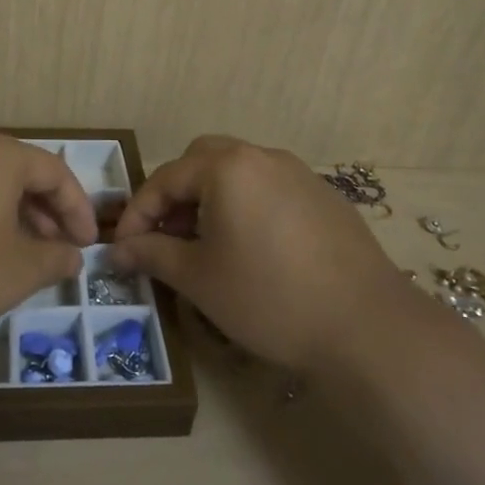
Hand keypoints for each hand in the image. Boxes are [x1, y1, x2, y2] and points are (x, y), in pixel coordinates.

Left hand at [0, 133, 97, 330]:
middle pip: (16, 172)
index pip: (54, 172)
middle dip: (43, 211)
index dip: (77, 208)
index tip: (86, 243)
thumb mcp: (20, 270)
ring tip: (14, 250)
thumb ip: (55, 259)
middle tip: (54, 247)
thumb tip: (71, 256)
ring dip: (7, 213)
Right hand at [110, 135, 406, 370]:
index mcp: (227, 167)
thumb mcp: (199, 278)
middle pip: (202, 161)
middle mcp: (263, 156)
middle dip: (175, 195)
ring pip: (239, 172)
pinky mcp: (325, 198)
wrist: (367, 327)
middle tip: (164, 236)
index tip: (121, 248)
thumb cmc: (269, 297)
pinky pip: (270, 189)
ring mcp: (300, 174)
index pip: (165, 179)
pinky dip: (246, 207)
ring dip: (210, 198)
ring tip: (204, 244)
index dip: (137, 213)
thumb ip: (152, 254)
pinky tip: (252, 249)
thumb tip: (116, 251)